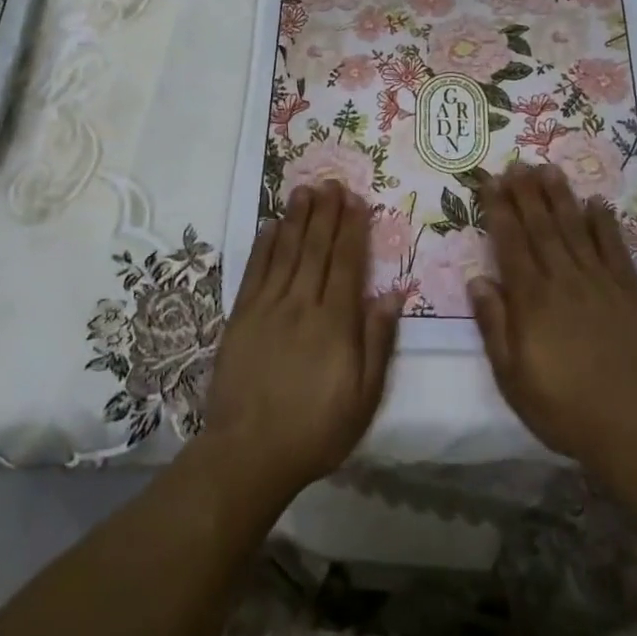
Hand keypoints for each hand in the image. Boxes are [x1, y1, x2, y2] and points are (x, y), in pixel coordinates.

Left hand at [200, 181, 402, 505]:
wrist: (249, 454)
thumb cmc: (316, 430)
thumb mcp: (364, 397)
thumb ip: (379, 341)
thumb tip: (395, 293)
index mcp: (335, 322)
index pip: (348, 263)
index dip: (353, 229)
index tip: (357, 200)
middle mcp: (302, 304)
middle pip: (316, 248)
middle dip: (326, 212)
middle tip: (332, 182)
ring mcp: (268, 307)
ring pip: (286, 251)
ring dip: (297, 218)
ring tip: (304, 189)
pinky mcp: (241, 316)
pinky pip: (255, 271)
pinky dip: (264, 245)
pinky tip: (271, 225)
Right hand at [470, 164, 636, 483]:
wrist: (635, 428)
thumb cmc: (564, 408)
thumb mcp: (513, 378)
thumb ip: (494, 326)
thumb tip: (477, 280)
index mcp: (532, 299)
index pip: (510, 243)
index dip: (498, 209)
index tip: (490, 181)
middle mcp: (564, 280)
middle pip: (541, 226)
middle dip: (526, 193)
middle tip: (516, 163)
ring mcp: (600, 283)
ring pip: (576, 229)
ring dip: (561, 197)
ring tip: (548, 169)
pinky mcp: (629, 292)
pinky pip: (615, 249)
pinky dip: (605, 224)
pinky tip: (598, 203)